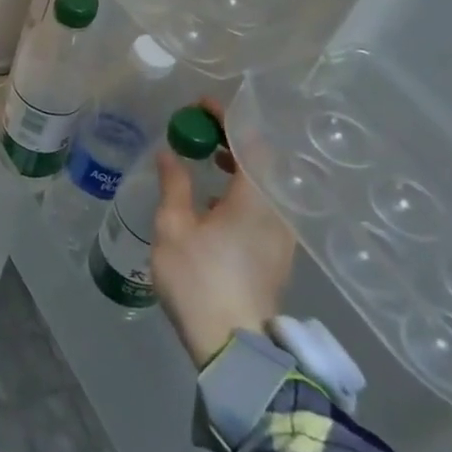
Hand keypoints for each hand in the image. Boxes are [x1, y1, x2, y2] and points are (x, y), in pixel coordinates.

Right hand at [150, 101, 295, 368]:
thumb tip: (170, 153)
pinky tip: (216, 197)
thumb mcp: (174, 227)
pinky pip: (264, 204)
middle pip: (262, 161)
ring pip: (265, 184)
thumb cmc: (200, 280)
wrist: (234, 346)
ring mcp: (282, 234)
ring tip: (207, 157)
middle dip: (231, 138)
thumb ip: (174, 184)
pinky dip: (243, 188)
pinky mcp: (277, 253)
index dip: (227, 118)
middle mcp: (278, 211)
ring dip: (238, 164)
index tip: (201, 106)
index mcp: (256, 199)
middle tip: (199, 128)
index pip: (250, 142)